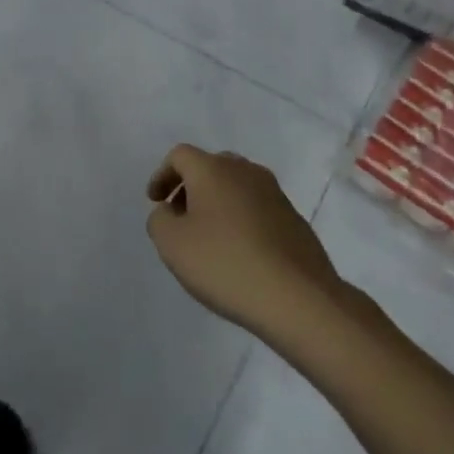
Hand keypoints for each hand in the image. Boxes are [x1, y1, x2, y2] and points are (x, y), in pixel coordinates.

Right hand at [146, 145, 341, 339]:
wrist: (298, 298)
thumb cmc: (225, 264)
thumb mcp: (172, 244)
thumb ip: (160, 219)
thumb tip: (171, 210)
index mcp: (214, 170)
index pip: (180, 156)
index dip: (162, 175)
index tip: (155, 202)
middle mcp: (246, 172)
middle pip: (211, 167)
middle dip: (190, 187)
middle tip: (180, 217)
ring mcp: (275, 194)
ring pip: (236, 187)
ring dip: (217, 204)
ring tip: (209, 239)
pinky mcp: (294, 219)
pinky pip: (257, 208)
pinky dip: (240, 220)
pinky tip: (238, 252)